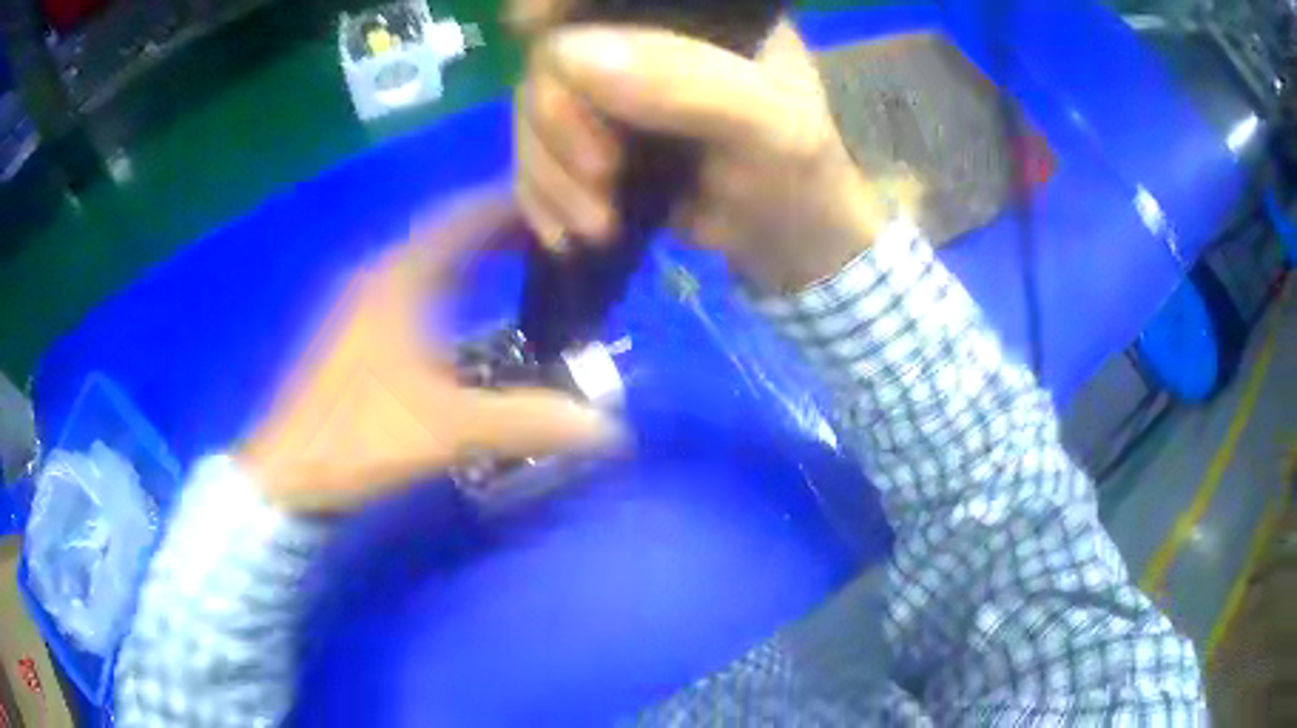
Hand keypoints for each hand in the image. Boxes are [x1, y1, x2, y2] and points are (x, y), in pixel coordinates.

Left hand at [237, 190, 622, 513]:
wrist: (289, 472)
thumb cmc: (361, 437)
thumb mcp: (448, 431)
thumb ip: (529, 423)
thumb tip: (609, 429)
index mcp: (402, 279)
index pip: (464, 217)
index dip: (511, 205)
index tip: (557, 204)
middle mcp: (380, 276)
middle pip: (446, 230)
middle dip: (497, 225)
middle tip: (549, 232)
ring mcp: (362, 302)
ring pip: (426, 255)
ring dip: (470, 249)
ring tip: (516, 256)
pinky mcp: (355, 330)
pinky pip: (412, 281)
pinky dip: (447, 276)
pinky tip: (461, 301)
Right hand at [512, 10, 887, 291]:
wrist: (782, 239)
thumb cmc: (795, 174)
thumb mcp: (770, 126)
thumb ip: (690, 82)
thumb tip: (568, 54)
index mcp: (694, 13)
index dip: (555, 1)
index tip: (531, 27)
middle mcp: (644, 39)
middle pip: (554, 52)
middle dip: (558, 124)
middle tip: (601, 180)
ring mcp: (610, 88)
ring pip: (533, 107)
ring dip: (549, 173)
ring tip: (595, 225)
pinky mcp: (590, 138)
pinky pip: (533, 154)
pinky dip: (540, 196)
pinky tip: (566, 232)